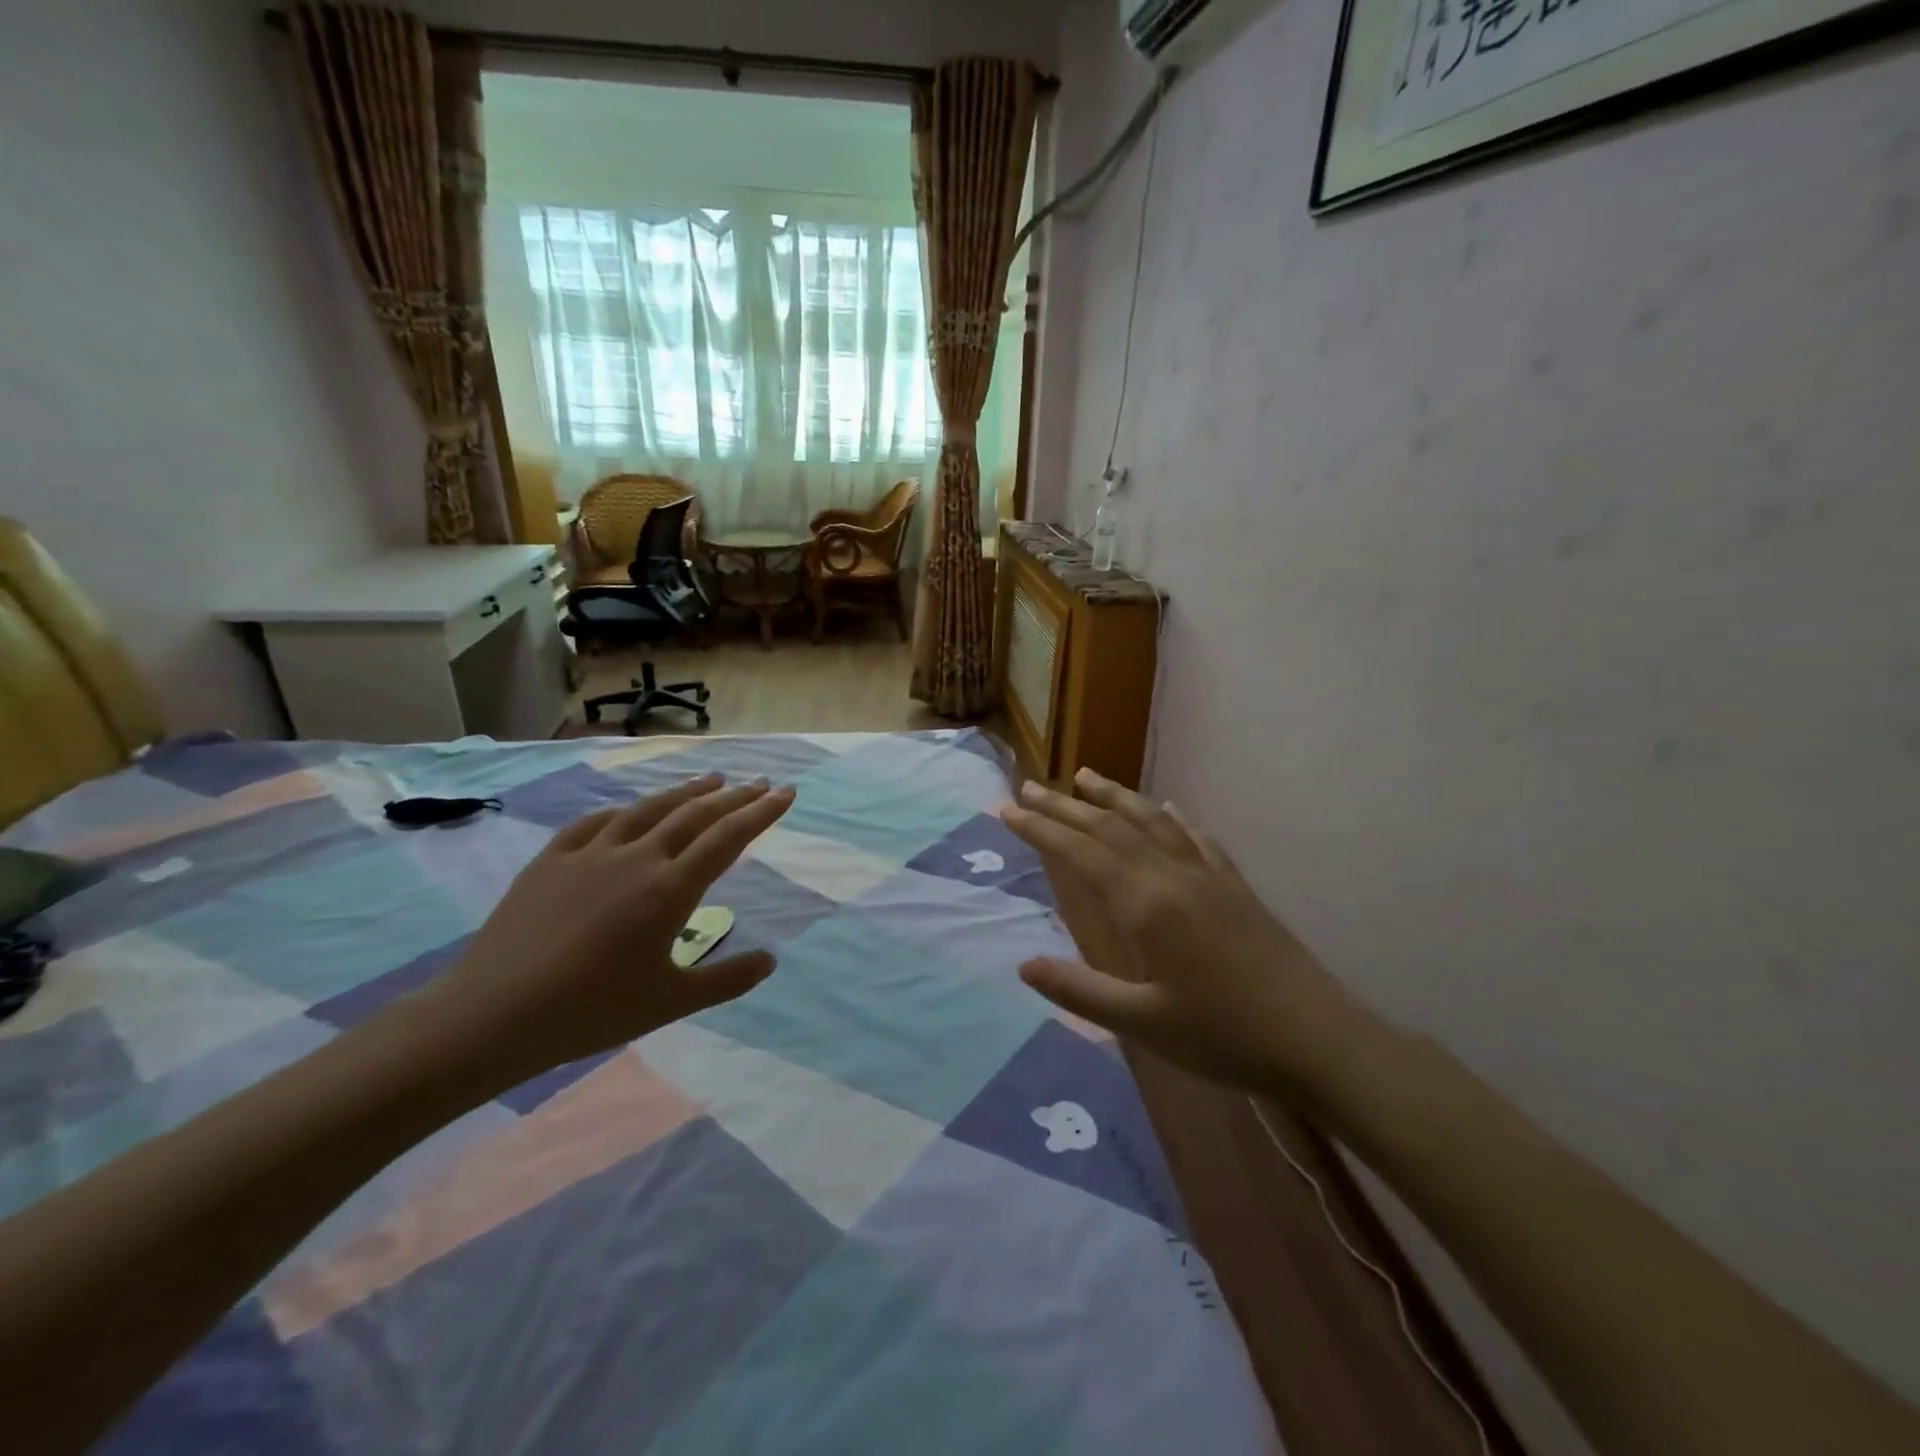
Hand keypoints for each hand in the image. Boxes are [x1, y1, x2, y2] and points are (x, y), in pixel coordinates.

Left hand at [413, 775, 794, 1089]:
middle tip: (760, 782)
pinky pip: (595, 822)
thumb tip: (771, 961)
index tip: (786, 792)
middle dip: (734, 795)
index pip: (728, 837)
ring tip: (709, 780)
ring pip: (648, 809)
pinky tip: (629, 811)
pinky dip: (624, 811)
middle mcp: (637, 858)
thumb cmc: (592, 1011)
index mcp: (670, 889)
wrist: (494, 1015)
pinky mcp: (551, 860)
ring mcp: (591, 853)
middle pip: (695, 814)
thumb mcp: (671, 1002)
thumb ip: (726, 979)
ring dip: (685, 792)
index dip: (762, 812)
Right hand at [1003, 769, 1363, 1097]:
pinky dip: (1173, 818)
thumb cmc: (1224, 1036)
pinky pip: (1196, 839)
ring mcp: (1207, 876)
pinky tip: (1168, 808)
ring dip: (1115, 797)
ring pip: (1152, 821)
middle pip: (1109, 827)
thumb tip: (1023, 964)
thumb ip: (1080, 990)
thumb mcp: (1142, 1024)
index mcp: (1145, 904)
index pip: (1080, 853)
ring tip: (1085, 776)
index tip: (1007, 809)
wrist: (1318, 1040)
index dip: (1040, 829)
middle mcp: (1172, 876)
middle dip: (1065, 806)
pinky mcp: (1234, 887)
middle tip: (1029, 787)